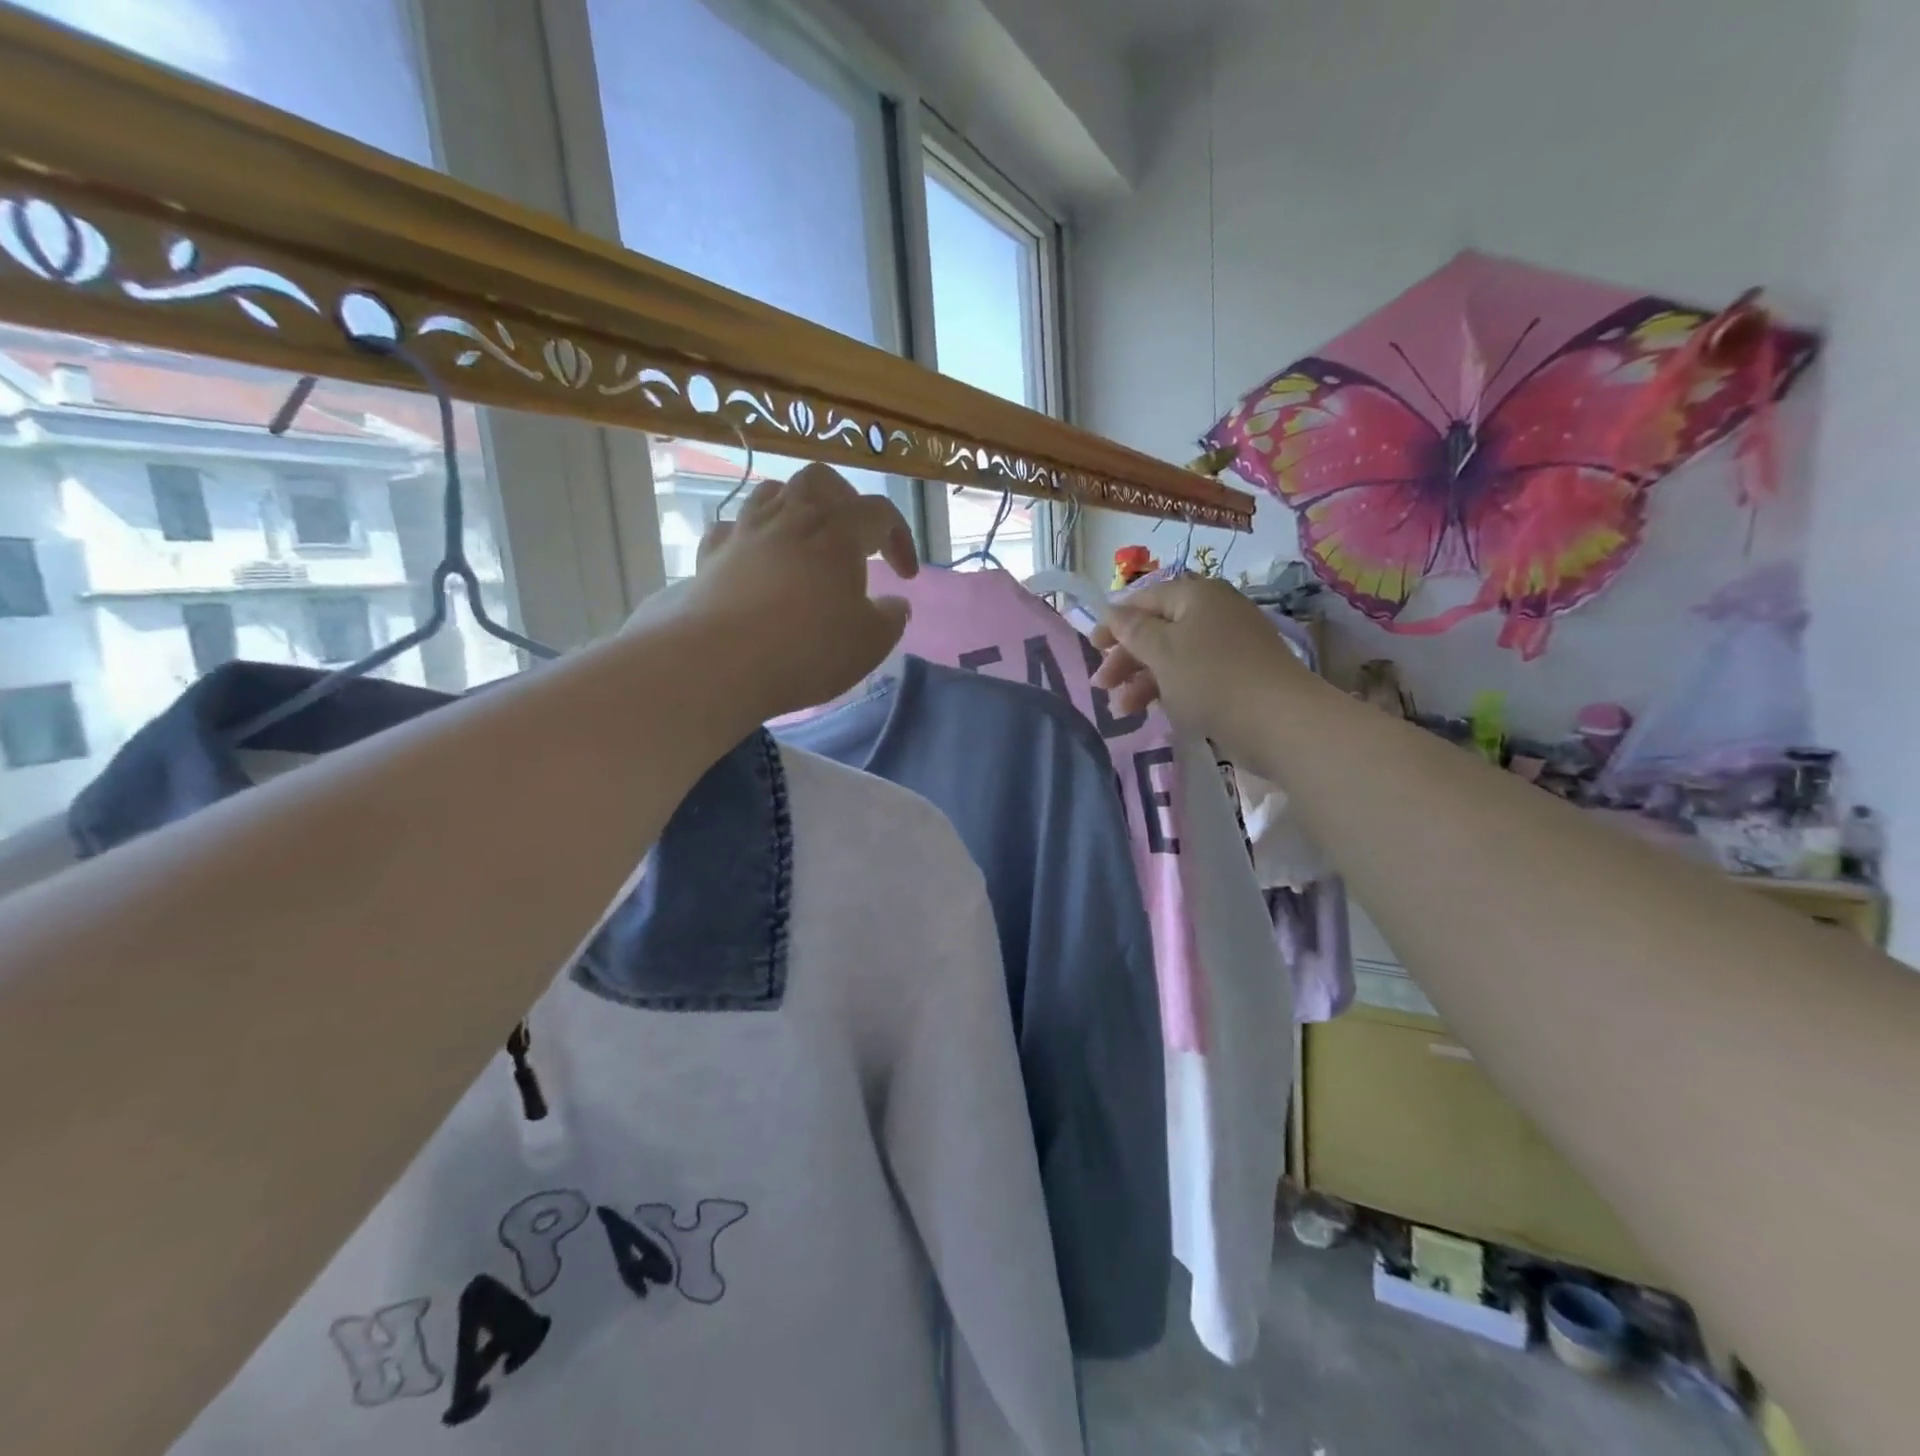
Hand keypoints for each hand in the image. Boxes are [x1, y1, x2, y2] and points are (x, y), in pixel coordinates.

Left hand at [673, 462, 917, 718]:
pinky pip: (733, 528)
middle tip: (855, 538)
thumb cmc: (807, 650)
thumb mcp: (869, 644)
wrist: (720, 662)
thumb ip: (890, 619)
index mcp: (838, 534)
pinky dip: (750, 536)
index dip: (900, 538)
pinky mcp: (711, 556)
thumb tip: (894, 604)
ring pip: (773, 492)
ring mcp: (746, 533)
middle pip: (822, 481)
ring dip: (797, 509)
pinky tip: (756, 559)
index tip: (904, 577)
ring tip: (806, 541)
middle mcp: (791, 519)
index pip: (880, 513)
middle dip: (846, 501)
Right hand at [1091, 575, 1310, 760]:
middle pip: (1158, 629)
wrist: (1279, 721)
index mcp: (1197, 596)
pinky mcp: (1239, 676)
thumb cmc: (1211, 678)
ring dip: (1142, 681)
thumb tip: (1113, 611)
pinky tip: (1153, 711)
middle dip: (1126, 658)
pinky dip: (1169, 690)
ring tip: (1122, 711)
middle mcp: (1215, 612)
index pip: (1145, 599)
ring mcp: (1230, 645)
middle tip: (1101, 686)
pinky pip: (1193, 675)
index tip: (1092, 648)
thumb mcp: (1161, 651)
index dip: (1115, 622)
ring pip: (1173, 656)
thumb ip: (1132, 630)